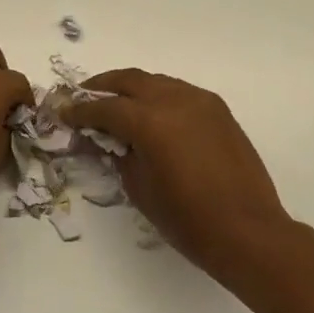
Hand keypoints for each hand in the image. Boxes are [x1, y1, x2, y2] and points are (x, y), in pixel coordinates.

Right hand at [62, 69, 292, 281]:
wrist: (249, 232)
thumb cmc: (189, 221)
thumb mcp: (141, 189)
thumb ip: (120, 155)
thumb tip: (109, 140)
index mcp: (150, 122)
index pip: (105, 107)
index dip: (81, 110)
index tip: (63, 111)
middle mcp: (174, 100)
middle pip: (129, 80)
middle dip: (103, 86)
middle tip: (84, 97)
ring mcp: (199, 100)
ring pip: (156, 81)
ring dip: (133, 88)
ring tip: (117, 103)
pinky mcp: (217, 109)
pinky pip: (179, 91)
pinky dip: (159, 96)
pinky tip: (152, 114)